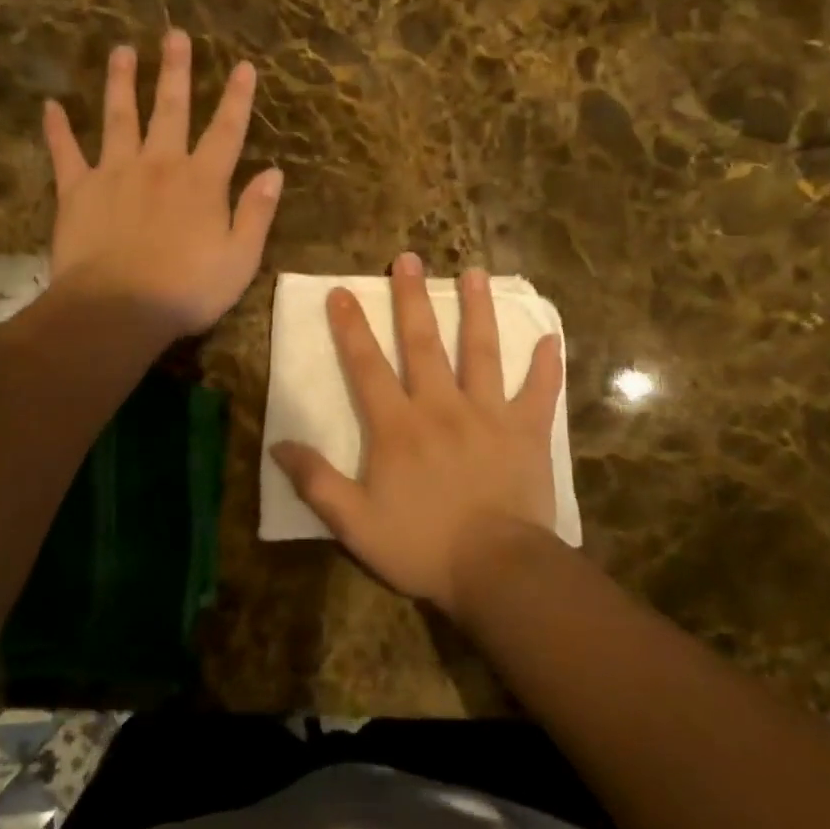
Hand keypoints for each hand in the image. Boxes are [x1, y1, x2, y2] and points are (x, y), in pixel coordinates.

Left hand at [44, 30, 280, 337]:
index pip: (226, 131)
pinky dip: (58, 129)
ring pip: (119, 117)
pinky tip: (51, 106)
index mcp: (202, 182)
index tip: (244, 66)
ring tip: (121, 50)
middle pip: (171, 109)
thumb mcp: (240, 259)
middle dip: (175, 71)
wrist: (118, 309)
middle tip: (174, 35)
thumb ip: (257, 213)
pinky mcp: (78, 190)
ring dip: (121, 82)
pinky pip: (65, 153)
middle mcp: (160, 164)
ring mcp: (115, 172)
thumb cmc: (187, 290)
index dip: (237, 98)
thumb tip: (274, 173)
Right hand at [271, 252, 564, 619]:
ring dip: (477, 310)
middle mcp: (441, 406)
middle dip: (413, 299)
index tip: (342, 291)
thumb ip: (316, 481)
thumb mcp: (354, 523)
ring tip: (476, 273)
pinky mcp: (526, 431)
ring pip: (482, 352)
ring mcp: (488, 414)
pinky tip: (550, 337)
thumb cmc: (422, 546)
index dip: (352, 327)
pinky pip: (539, 392)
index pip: (367, 365)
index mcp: (398, 426)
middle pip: (424, 343)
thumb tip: (279, 444)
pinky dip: (546, 365)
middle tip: (410, 259)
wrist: (497, 570)